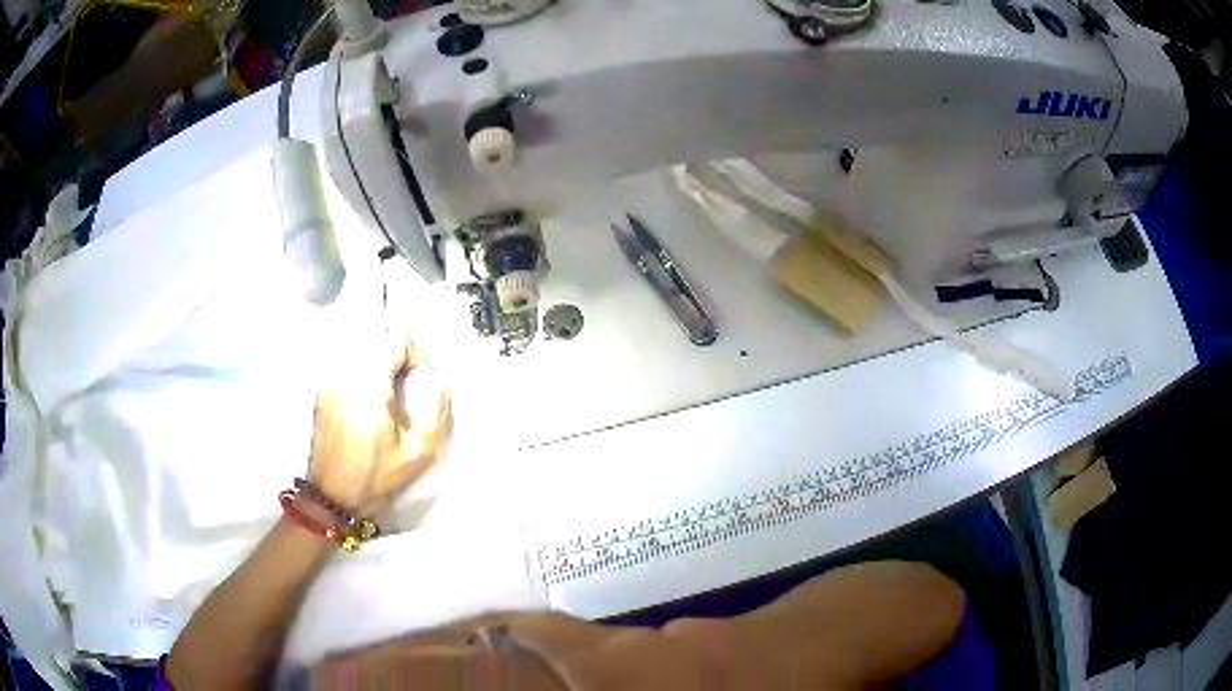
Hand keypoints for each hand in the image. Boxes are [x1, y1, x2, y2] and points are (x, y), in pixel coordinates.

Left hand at [308, 340, 450, 513]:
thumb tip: (440, 382)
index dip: (416, 355)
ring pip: (359, 349)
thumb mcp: (418, 454)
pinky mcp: (322, 392)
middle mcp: (345, 375)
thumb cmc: (376, 478)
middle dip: (398, 357)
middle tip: (409, 386)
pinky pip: (346, 365)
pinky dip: (363, 372)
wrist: (331, 497)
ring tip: (390, 393)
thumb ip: (436, 413)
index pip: (395, 341)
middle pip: (376, 340)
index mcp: (369, 386)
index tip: (422, 381)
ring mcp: (329, 382)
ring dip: (380, 362)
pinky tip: (369, 403)